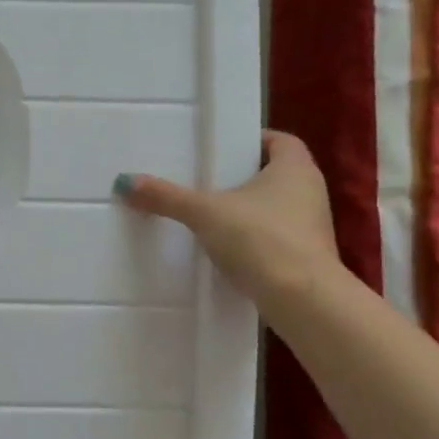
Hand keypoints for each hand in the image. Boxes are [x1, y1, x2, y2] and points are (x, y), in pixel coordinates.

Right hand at [115, 131, 340, 309]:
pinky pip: (276, 236)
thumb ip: (166, 197)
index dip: (253, 140)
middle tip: (207, 180)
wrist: (301, 298)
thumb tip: (125, 182)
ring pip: (277, 206)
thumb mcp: (204, 213)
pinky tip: (226, 248)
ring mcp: (312, 226)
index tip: (223, 149)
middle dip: (244, 176)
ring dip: (249, 208)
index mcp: (295, 168)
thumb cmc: (260, 238)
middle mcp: (311, 191)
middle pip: (276, 173)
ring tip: (210, 215)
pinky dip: (254, 237)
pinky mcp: (307, 256)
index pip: (280, 140)